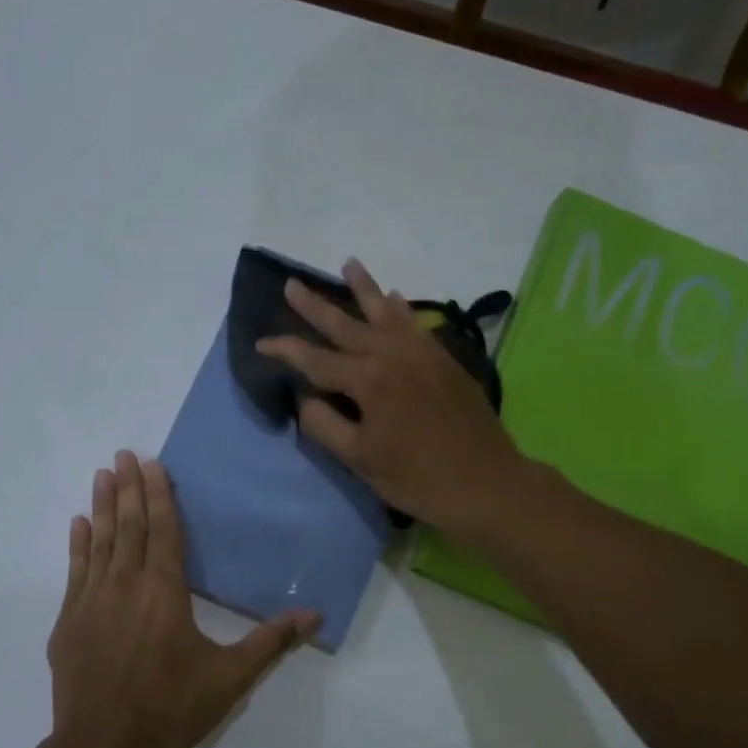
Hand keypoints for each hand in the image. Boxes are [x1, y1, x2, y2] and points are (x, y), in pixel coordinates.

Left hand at [46, 451, 319, 747]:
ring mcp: (91, 602)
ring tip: (101, 475)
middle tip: (123, 453)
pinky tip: (78, 524)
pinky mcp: (69, 622)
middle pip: (129, 526)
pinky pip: (75, 571)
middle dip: (128, 487)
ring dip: (102, 506)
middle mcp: (126, 585)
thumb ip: (271, 641)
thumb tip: (315, 615)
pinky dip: (78, 545)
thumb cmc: (172, 708)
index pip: (164, 530)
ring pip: (100, 541)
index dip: (159, 494)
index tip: (151, 463)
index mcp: (165, 591)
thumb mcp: (231, 676)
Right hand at [257, 259, 526, 538]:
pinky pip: (416, 324)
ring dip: (365, 289)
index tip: (261, 342)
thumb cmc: (417, 478)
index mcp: (369, 380)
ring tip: (349, 264)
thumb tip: (307, 397)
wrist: (486, 483)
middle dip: (316, 306)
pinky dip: (401, 309)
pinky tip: (394, 297)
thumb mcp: (360, 460)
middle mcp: (393, 355)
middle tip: (292, 284)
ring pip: (386, 313)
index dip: (286, 350)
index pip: (316, 360)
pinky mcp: (445, 360)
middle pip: (347, 325)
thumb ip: (325, 425)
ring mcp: (423, 353)